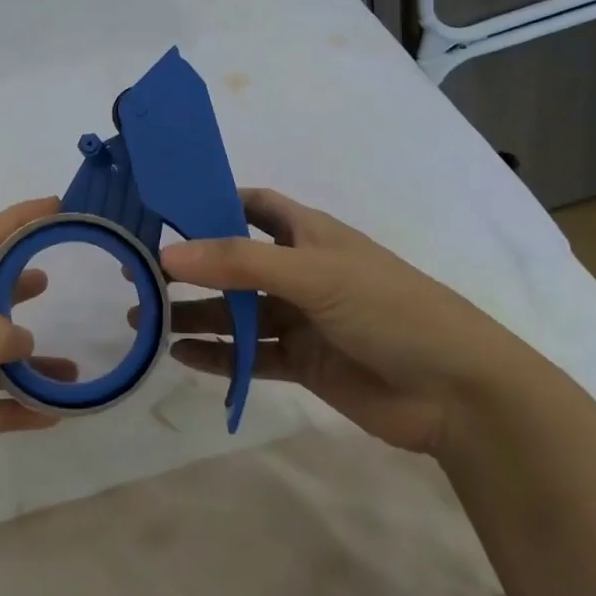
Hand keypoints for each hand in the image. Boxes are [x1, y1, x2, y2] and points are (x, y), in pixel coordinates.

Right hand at [154, 188, 537, 454]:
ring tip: (144, 319)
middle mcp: (300, 271)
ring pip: (236, 312)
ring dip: (195, 315)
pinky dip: (218, 356)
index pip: (251, 205)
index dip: (210, 202)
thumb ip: (239, 263)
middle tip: (137, 274)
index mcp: (308, 234)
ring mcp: (301, 319)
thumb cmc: (389, 309)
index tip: (161, 208)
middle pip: (233, 263)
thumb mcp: (313, 274)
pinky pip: (250, 356)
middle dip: (190, 267)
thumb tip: (166, 254)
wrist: (458, 392)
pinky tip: (179, 357)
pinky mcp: (304, 363)